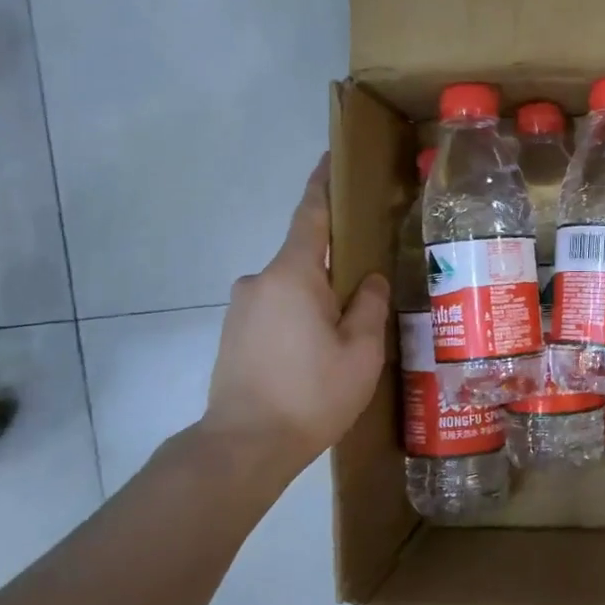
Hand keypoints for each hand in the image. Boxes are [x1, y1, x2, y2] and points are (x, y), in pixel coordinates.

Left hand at [196, 156, 389, 472]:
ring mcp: (241, 308)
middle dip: (336, 269)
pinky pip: (277, 311)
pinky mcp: (234, 334)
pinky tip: (318, 355)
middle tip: (370, 294)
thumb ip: (369, 305)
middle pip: (305, 258)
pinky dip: (300, 320)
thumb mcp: (361, 351)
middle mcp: (259, 281)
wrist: (244, 445)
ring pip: (292, 290)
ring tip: (347, 338)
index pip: (310, 215)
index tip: (331, 158)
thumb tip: (369, 279)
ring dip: (319, 301)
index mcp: (292, 274)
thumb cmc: (312, 393)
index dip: (323, 184)